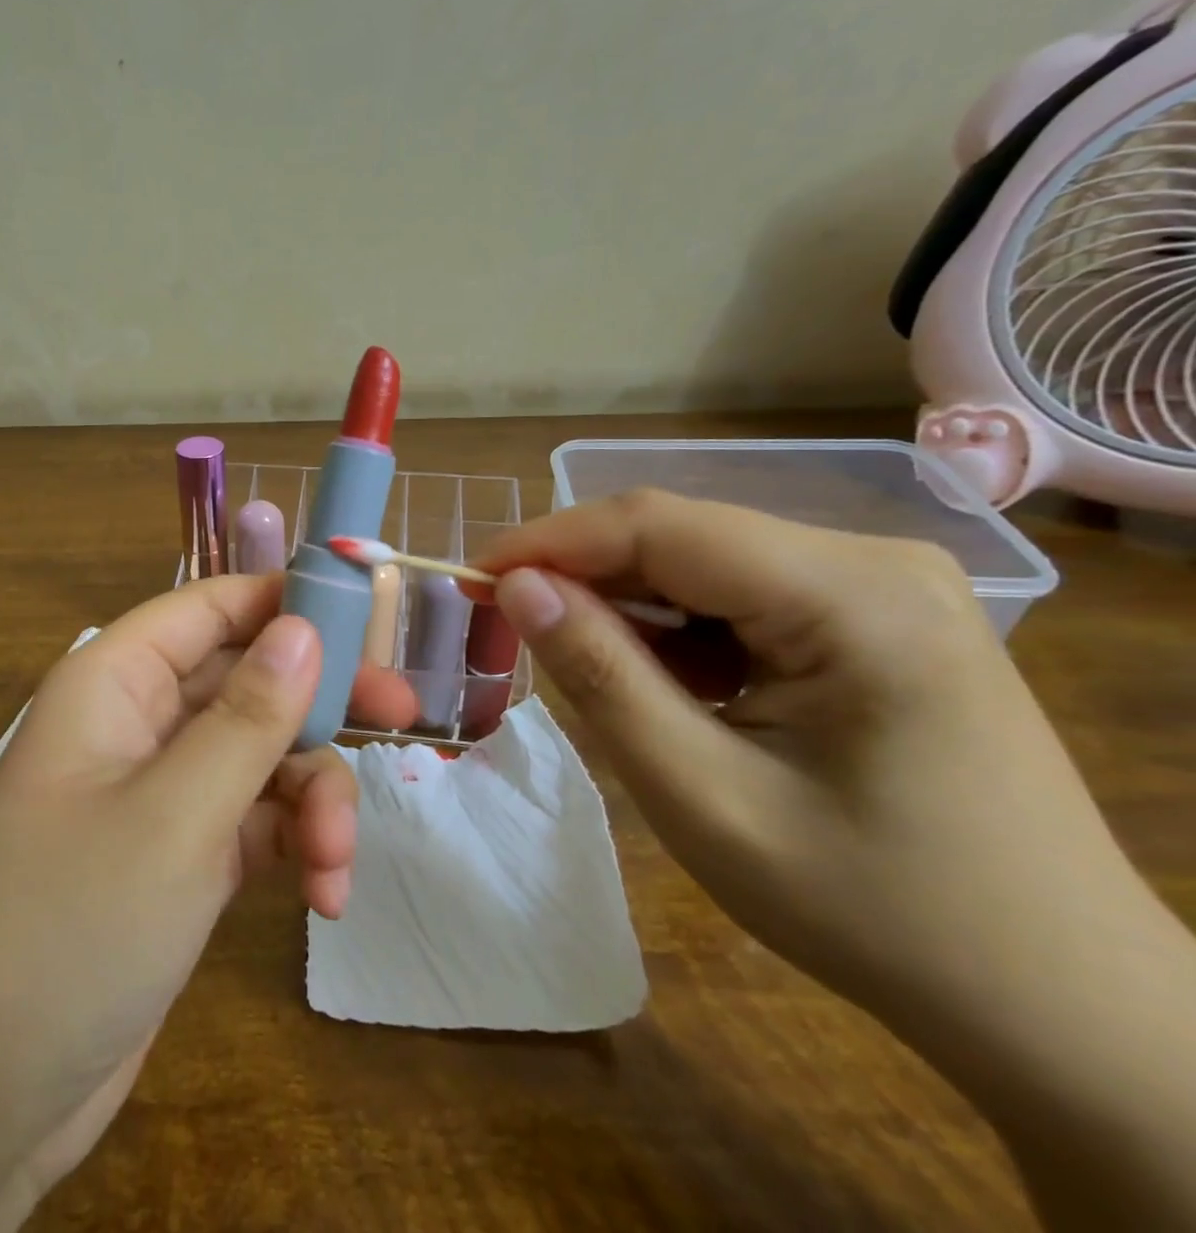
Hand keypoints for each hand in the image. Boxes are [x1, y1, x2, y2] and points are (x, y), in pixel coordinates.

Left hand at [0, 574, 415, 1229]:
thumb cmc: (65, 927)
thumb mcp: (174, 816)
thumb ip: (248, 719)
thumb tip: (305, 627)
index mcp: (116, 681)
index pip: (211, 607)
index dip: (287, 602)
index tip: (372, 620)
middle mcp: (139, 723)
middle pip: (248, 679)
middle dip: (320, 705)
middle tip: (400, 719)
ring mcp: (162, 791)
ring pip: (262, 755)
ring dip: (313, 797)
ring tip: (335, 860)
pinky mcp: (182, 855)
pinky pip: (257, 820)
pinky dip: (296, 845)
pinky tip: (324, 895)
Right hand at [475, 488, 1121, 1018]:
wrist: (1055, 1003)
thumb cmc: (873, 910)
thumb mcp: (703, 798)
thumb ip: (601, 677)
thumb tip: (516, 587)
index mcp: (854, 594)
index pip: (660, 524)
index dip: (549, 541)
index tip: (471, 579)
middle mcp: (875, 560)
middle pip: (682, 537)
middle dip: (584, 580)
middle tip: (512, 635)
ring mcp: (882, 584)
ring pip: (702, 564)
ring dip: (631, 611)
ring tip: (602, 683)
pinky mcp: (874, 615)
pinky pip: (739, 596)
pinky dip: (680, 634)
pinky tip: (679, 695)